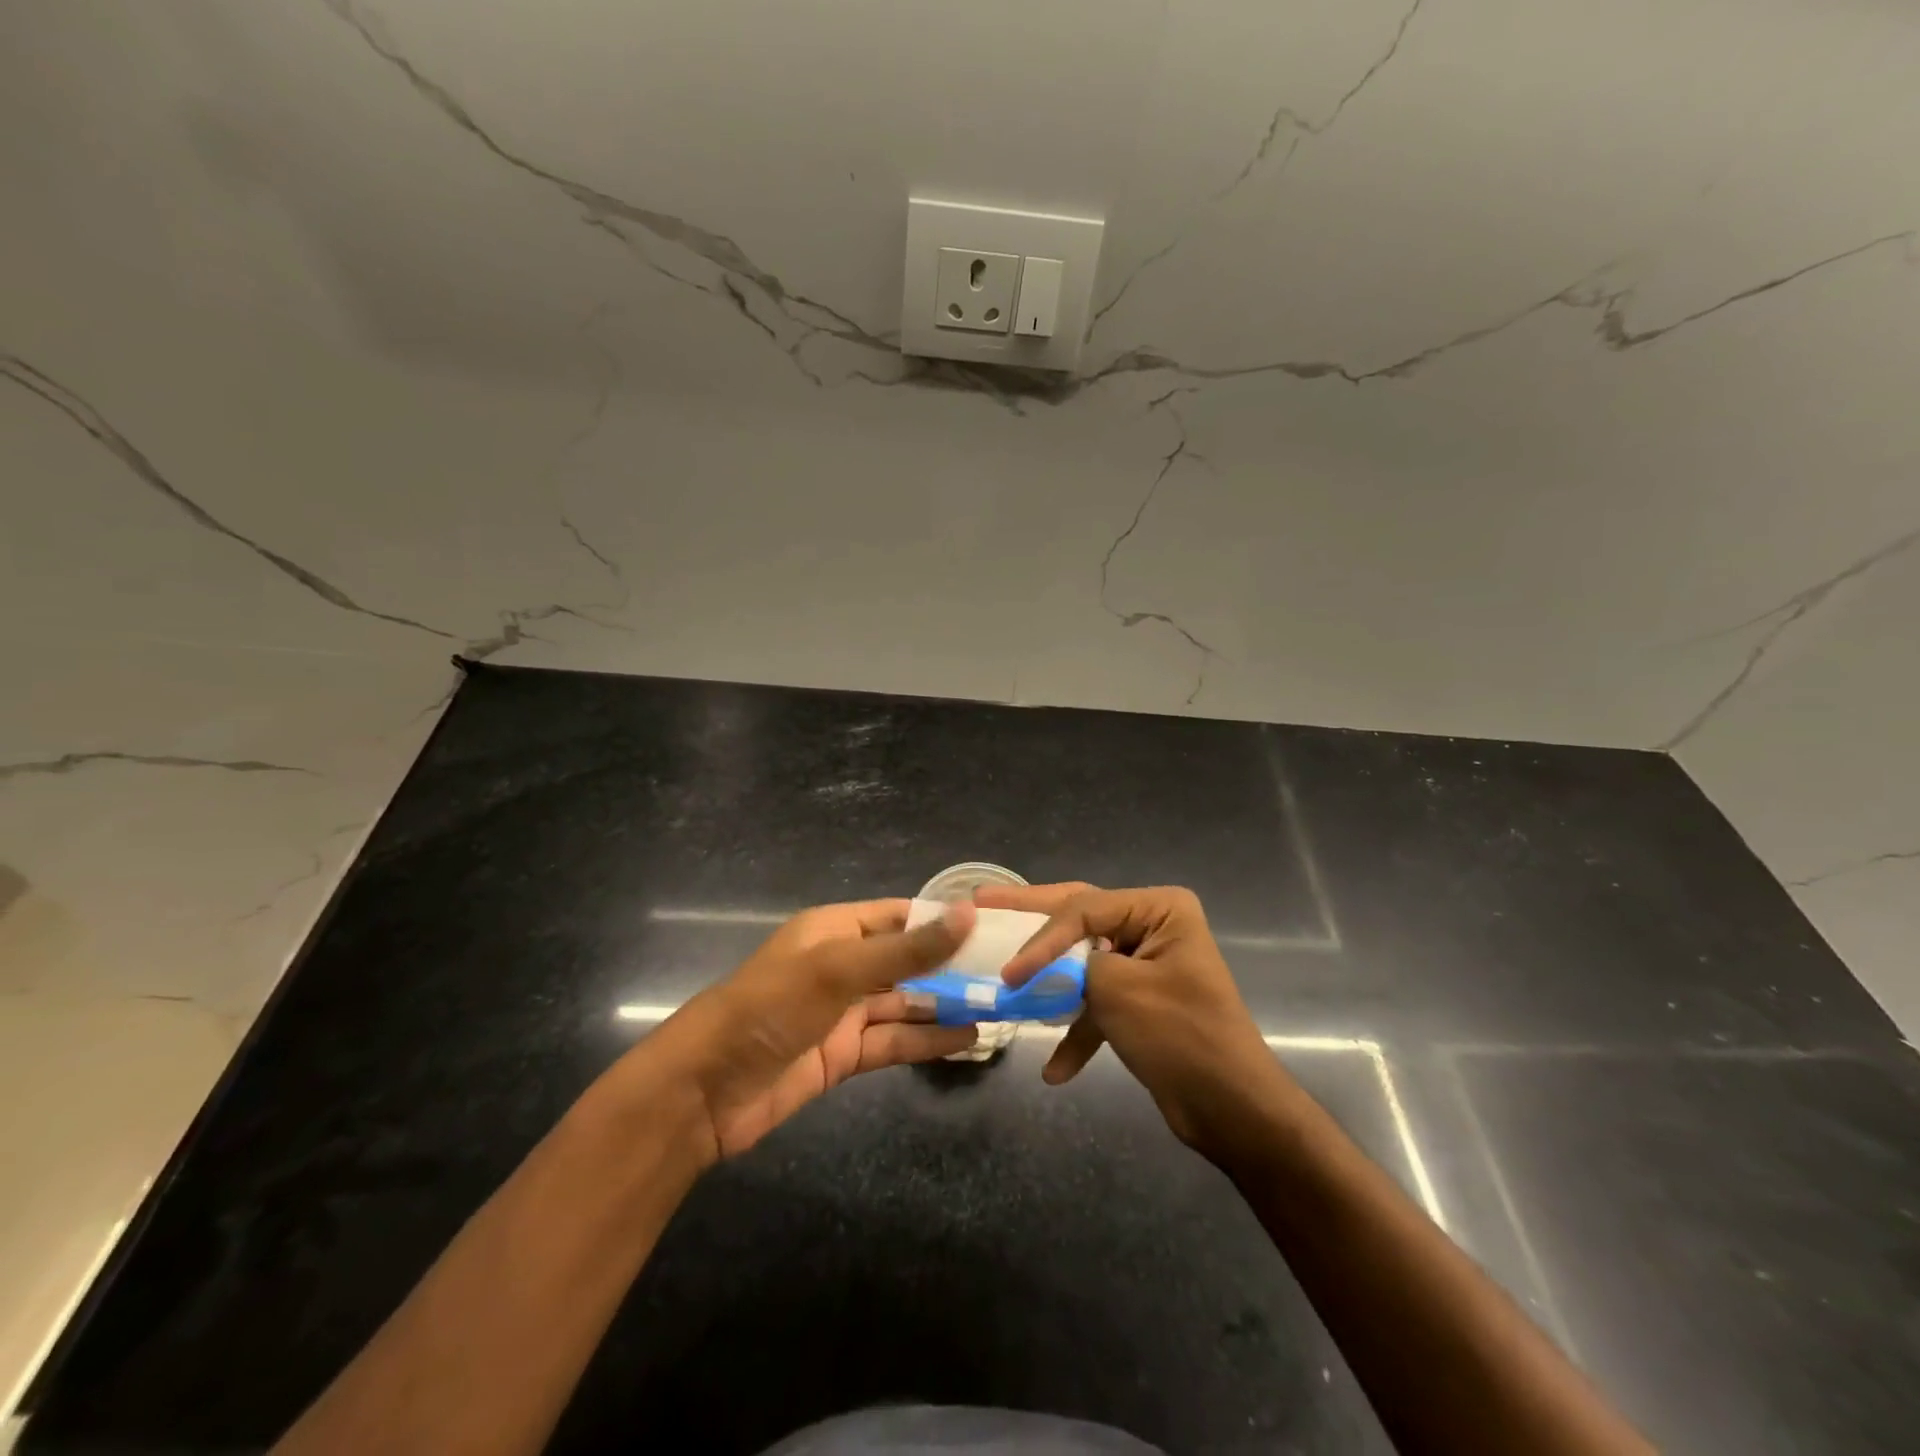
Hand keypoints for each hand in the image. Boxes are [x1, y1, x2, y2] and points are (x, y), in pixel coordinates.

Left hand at [634, 899, 978, 1162]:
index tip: (993, 926)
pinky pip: (894, 1040)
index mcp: (836, 928)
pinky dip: (927, 1040)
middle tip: (1007, 972)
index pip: (900, 915)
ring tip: (998, 1006)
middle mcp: (843, 964)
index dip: (942, 919)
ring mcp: (844, 1011)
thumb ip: (907, 948)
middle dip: (951, 966)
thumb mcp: (840, 969)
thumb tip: (968, 913)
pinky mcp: (842, 1054)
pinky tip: (967, 1040)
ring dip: (946, 1004)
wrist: (705, 1091)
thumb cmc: (771, 1008)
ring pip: (905, 1002)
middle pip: (907, 960)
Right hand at [978, 883, 1290, 1153]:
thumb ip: (1072, 965)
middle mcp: (1152, 926)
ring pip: (1081, 961)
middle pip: (1078, 917)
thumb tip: (1040, 965)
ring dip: (1049, 982)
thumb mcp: (1118, 990)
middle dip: (1031, 919)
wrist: (1232, 1110)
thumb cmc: (1180, 1037)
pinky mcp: (1140, 1001)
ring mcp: (1145, 964)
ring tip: (1001, 975)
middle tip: (983, 899)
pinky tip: (1055, 1069)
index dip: (1040, 938)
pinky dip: (1076, 1031)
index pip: (1083, 909)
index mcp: (1159, 909)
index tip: (1008, 972)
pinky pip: (1098, 1003)